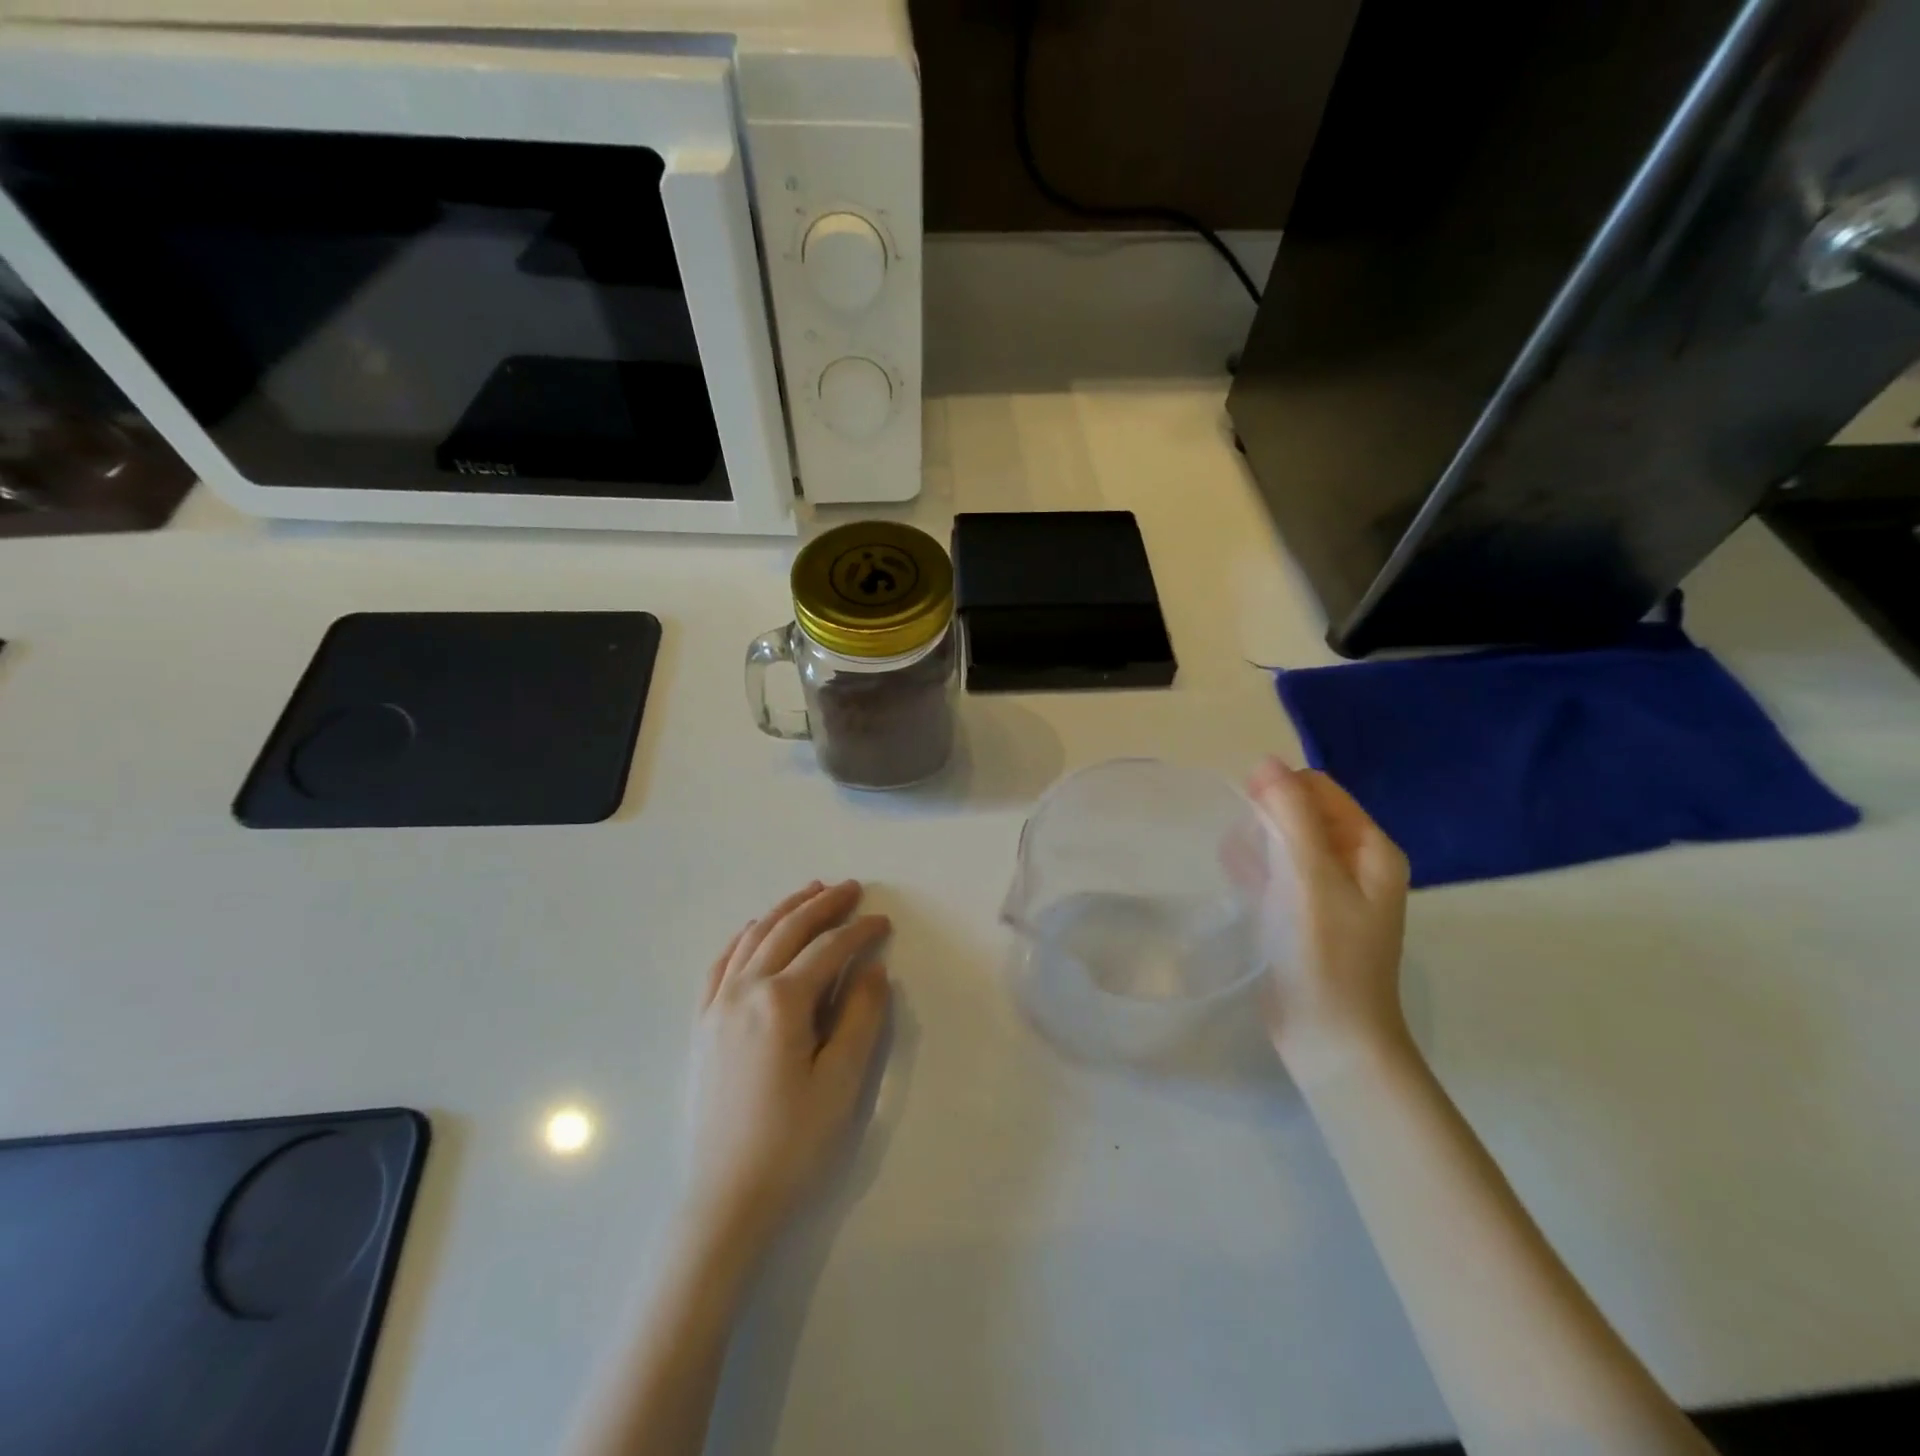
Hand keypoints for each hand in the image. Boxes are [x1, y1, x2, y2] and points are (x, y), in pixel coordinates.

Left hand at [678, 880, 891, 1256]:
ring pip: (753, 938)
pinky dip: (744, 937)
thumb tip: (872, 970)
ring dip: (785, 910)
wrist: (726, 1198)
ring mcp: (717, 1006)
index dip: (860, 932)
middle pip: (788, 931)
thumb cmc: (792, 1143)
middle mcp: (744, 991)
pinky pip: (721, 963)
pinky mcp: (703, 1025)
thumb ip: (862, 1018)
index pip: (828, 950)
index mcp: (781, 1003)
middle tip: (851, 888)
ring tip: (811, 892)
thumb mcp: (841, 1082)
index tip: (884, 922)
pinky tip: (754, 930)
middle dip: (822, 905)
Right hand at [1248, 758, 1411, 1084]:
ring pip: (1282, 843)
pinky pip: (1274, 873)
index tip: (1252, 818)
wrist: (1329, 1038)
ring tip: (1243, 874)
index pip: (1319, 789)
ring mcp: (1327, 891)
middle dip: (1266, 820)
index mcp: (1370, 849)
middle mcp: (1354, 864)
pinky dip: (1255, 870)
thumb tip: (1266, 762)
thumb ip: (1289, 815)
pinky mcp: (1301, 914)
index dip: (1281, 792)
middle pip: (1300, 813)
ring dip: (1256, 846)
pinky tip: (1238, 884)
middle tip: (1249, 854)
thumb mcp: (1310, 876)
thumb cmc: (1324, 954)